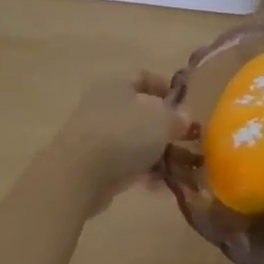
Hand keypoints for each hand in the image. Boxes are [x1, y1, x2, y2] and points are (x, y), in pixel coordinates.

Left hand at [51, 73, 187, 212]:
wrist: (77, 174)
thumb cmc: (123, 134)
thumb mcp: (162, 121)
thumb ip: (177, 118)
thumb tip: (184, 118)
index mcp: (117, 86)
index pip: (142, 77)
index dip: (163, 86)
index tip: (182, 101)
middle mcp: (104, 107)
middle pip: (140, 113)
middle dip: (164, 128)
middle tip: (185, 141)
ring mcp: (96, 138)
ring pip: (134, 142)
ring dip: (157, 155)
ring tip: (180, 170)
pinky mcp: (93, 167)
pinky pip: (125, 165)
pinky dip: (143, 173)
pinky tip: (160, 187)